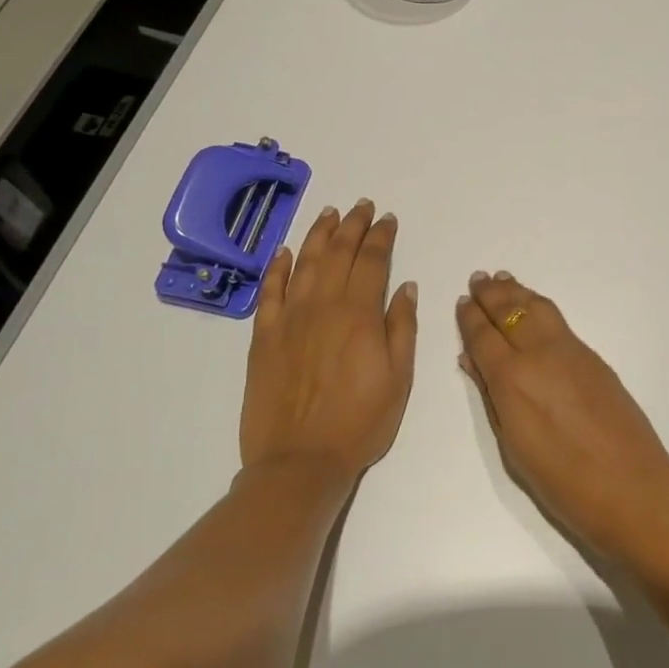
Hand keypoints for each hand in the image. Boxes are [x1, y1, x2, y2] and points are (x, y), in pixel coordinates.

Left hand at [240, 200, 417, 479]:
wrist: (300, 461)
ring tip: (330, 213)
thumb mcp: (399, 379)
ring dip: (318, 235)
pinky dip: (277, 267)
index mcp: (359, 315)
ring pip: (304, 263)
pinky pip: (269, 291)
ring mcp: (289, 319)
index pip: (373, 262)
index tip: (388, 219)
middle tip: (362, 206)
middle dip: (353, 226)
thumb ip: (402, 327)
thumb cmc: (360, 423)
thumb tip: (405, 286)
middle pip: (338, 254)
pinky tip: (284, 251)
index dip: (381, 237)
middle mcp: (323, 306)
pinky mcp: (264, 337)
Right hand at [456, 271, 668, 558]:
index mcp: (512, 380)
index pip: (483, 337)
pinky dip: (539, 306)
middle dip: (491, 295)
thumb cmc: (563, 482)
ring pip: (538, 308)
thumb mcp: (514, 447)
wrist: (631, 486)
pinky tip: (534, 307)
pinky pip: (557, 320)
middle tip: (479, 279)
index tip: (462, 301)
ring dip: (517, 292)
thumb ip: (492, 397)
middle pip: (511, 313)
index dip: (470, 318)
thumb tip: (472, 361)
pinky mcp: (593, 357)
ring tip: (503, 279)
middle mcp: (540, 355)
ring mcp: (571, 352)